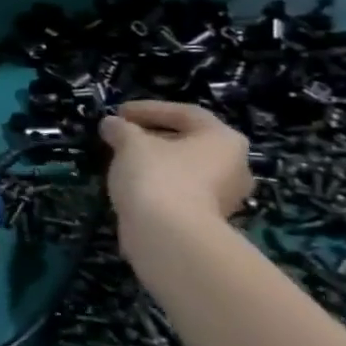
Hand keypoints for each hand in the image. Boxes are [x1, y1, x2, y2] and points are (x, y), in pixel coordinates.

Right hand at [99, 100, 253, 232]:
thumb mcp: (130, 143)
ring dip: (155, 162)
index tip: (119, 113)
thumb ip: (121, 129)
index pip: (185, 113)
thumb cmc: (157, 176)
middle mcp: (234, 166)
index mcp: (223, 140)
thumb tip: (111, 124)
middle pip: (188, 142)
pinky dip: (157, 185)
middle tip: (121, 136)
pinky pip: (180, 192)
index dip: (149, 109)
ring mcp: (224, 197)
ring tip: (122, 161)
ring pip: (184, 169)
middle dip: (152, 136)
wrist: (169, 236)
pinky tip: (132, 186)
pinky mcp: (208, 220)